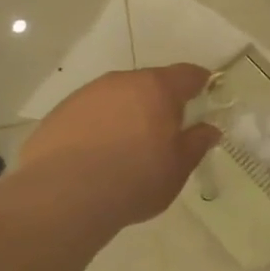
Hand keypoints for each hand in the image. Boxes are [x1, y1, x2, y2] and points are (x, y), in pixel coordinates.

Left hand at [14, 65, 221, 231]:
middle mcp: (122, 81)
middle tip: (164, 131)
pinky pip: (89, 114)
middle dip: (159, 102)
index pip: (187, 74)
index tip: (204, 95)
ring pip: (116, 97)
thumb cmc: (134, 179)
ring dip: (126, 113)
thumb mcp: (178, 167)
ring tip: (125, 147)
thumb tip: (210, 129)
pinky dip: (98, 127)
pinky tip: (95, 156)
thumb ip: (197, 143)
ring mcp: (86, 95)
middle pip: (149, 83)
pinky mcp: (59, 113)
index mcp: (157, 88)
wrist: (63, 196)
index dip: (199, 83)